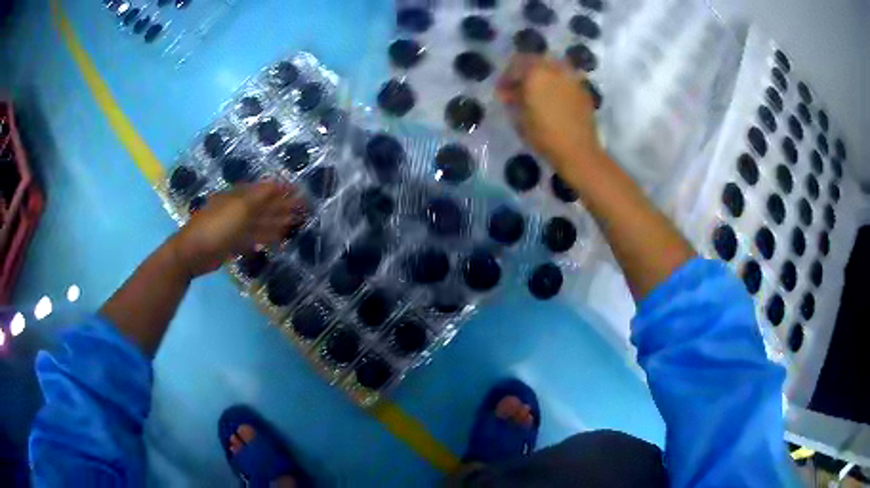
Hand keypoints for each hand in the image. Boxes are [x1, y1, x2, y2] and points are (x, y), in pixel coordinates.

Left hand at [169, 182, 305, 277]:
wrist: (194, 252)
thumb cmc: (217, 226)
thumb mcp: (240, 207)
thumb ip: (261, 196)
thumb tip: (278, 184)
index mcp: (240, 196)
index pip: (265, 190)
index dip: (282, 190)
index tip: (299, 191)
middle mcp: (239, 209)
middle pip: (265, 206)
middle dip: (283, 206)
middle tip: (303, 208)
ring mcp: (236, 228)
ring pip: (261, 223)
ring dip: (278, 222)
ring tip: (295, 223)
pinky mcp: (234, 244)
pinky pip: (254, 239)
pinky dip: (267, 238)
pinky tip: (277, 239)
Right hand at [497, 55, 603, 175]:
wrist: (578, 151)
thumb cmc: (544, 135)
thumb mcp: (519, 117)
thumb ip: (512, 99)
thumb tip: (508, 92)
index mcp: (535, 72)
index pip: (515, 64)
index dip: (506, 78)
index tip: (502, 91)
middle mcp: (554, 68)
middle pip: (534, 60)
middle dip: (524, 72)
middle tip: (517, 88)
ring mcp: (571, 77)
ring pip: (552, 66)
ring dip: (541, 74)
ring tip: (536, 91)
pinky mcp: (582, 89)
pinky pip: (565, 77)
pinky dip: (556, 82)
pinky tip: (552, 97)